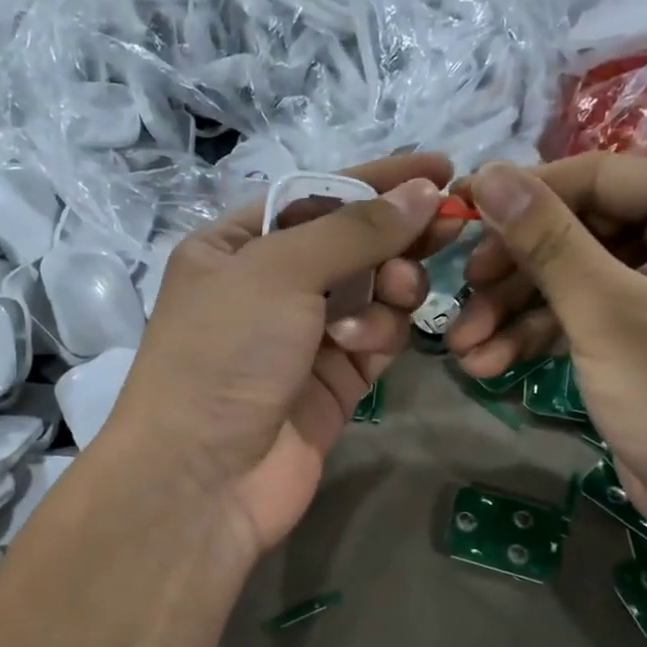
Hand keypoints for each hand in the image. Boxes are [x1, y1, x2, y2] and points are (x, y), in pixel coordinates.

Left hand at [108, 154, 452, 559]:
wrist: (203, 478)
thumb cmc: (225, 353)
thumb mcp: (279, 272)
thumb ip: (355, 230)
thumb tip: (425, 192)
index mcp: (234, 246)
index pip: (317, 196)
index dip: (378, 180)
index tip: (442, 168)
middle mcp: (267, 287)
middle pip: (351, 244)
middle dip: (394, 237)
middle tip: (443, 232)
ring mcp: (302, 338)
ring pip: (372, 292)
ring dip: (388, 290)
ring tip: (392, 300)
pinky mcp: (333, 384)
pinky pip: (375, 340)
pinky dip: (380, 334)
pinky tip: (366, 345)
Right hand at [446, 157, 646, 547]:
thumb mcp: (605, 312)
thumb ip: (545, 240)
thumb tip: (487, 173)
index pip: (598, 176)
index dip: (523, 194)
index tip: (457, 212)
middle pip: (578, 230)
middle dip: (513, 272)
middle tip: (461, 295)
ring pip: (570, 277)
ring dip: (513, 312)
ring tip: (463, 347)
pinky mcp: (641, 330)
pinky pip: (580, 314)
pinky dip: (535, 336)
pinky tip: (489, 364)